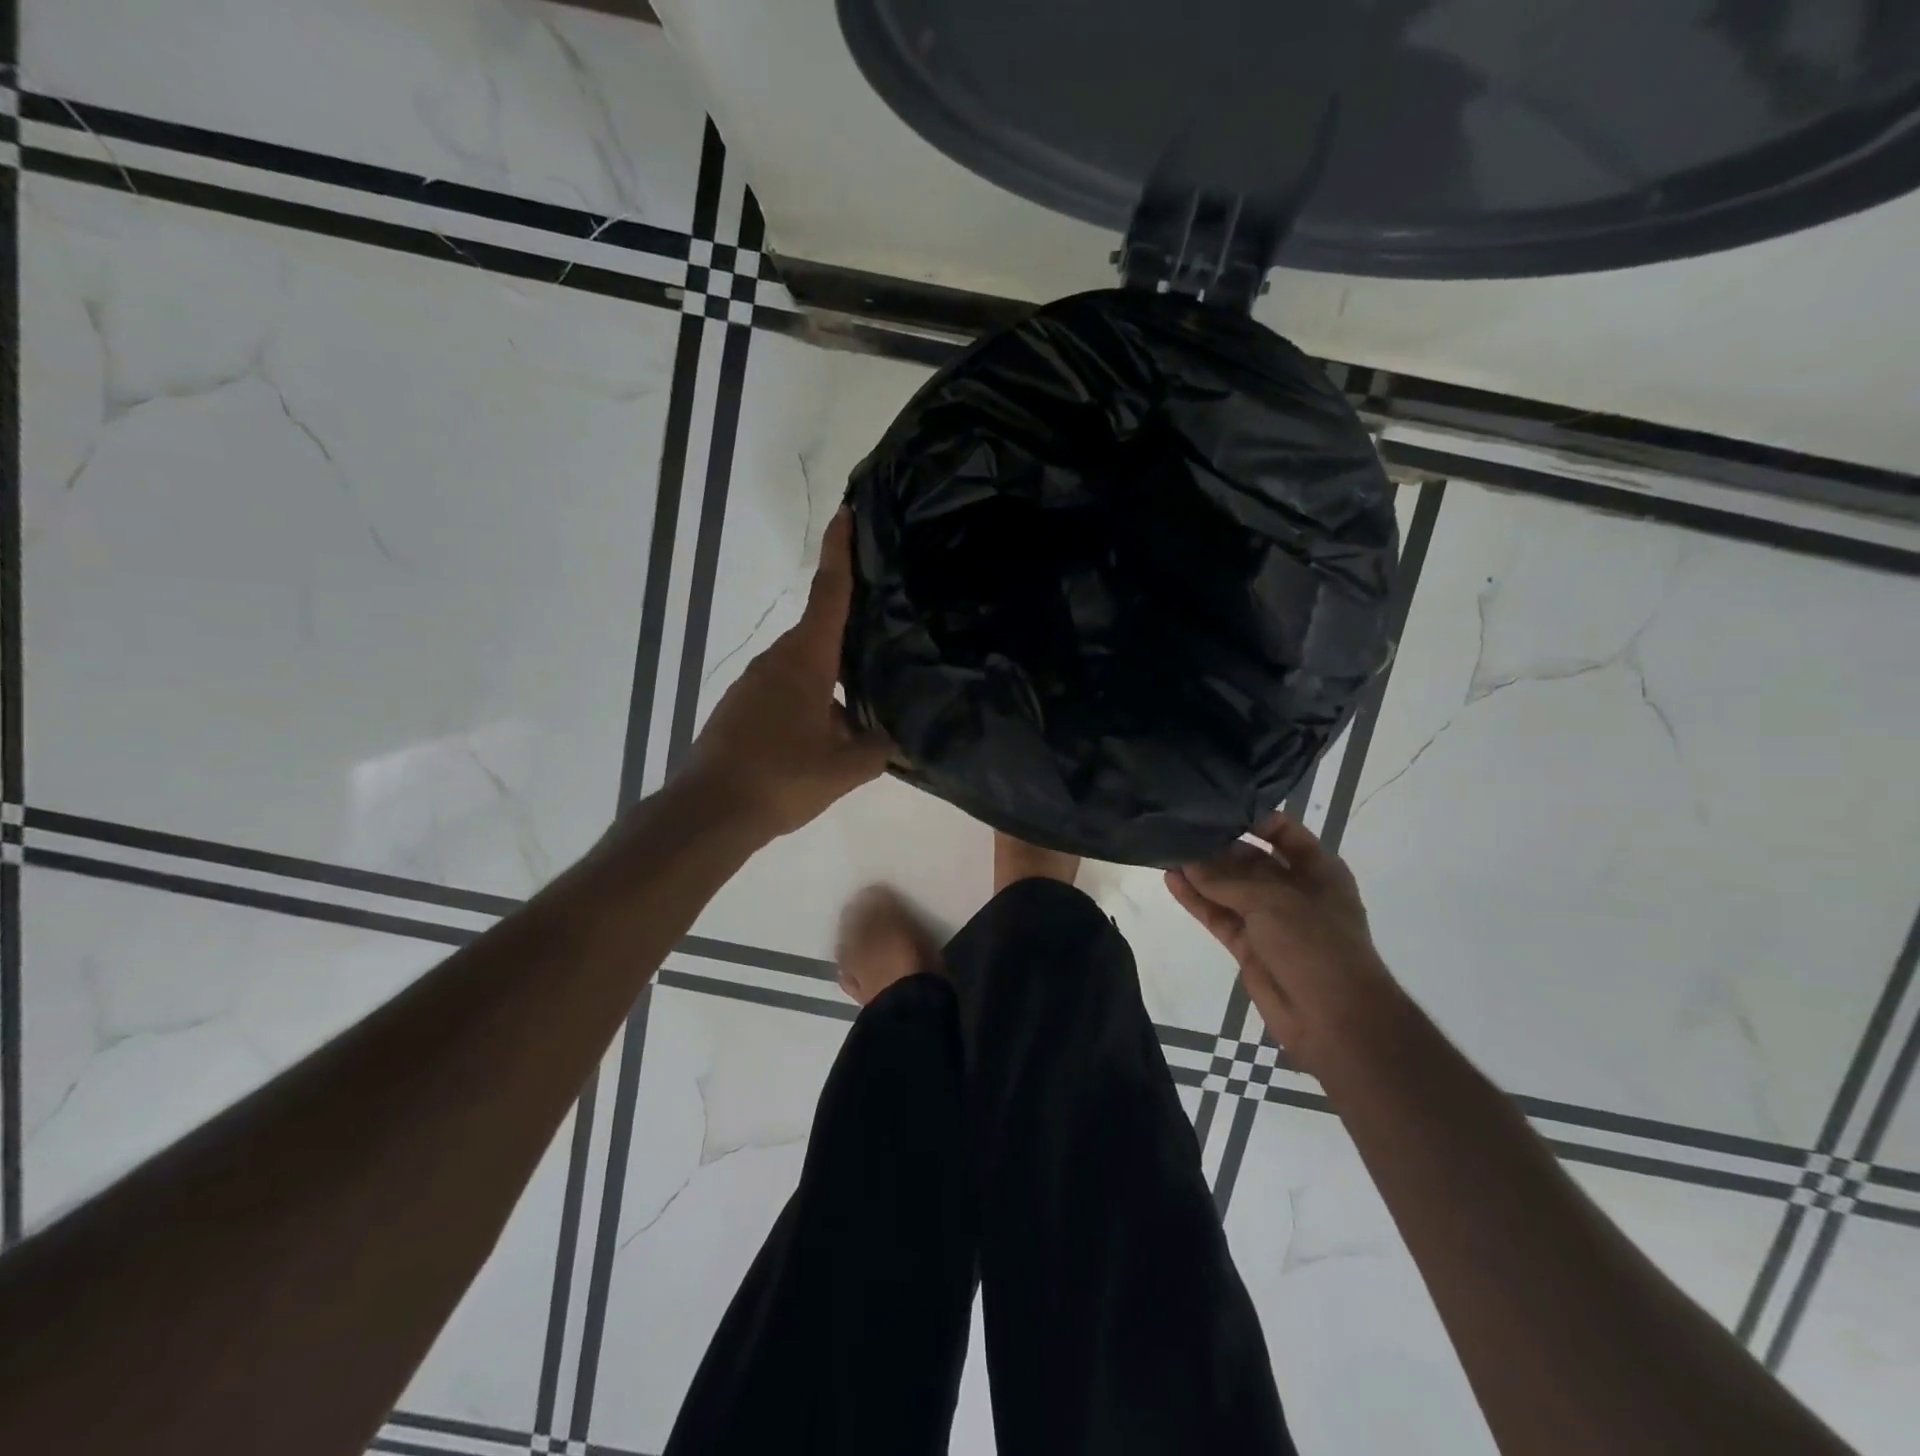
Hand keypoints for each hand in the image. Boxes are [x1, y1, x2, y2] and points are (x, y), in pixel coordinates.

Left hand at [680, 510, 891, 838]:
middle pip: (820, 632)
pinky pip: (786, 691)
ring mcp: (753, 684)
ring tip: (864, 702)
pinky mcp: (741, 708)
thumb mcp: (844, 768)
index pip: (828, 594)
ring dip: (831, 678)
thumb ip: (878, 749)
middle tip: (885, 632)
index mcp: (804, 661)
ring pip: (804, 667)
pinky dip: (810, 700)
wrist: (708, 811)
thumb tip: (899, 741)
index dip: (840, 553)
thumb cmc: (780, 778)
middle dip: (849, 631)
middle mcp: (776, 661)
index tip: (846, 514)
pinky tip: (827, 735)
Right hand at [1166, 814, 1400, 1071]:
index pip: (1283, 832)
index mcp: (1317, 870)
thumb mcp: (1274, 901)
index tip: (1214, 805)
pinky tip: (1172, 881)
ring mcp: (1269, 920)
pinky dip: (1197, 901)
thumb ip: (1228, 879)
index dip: (1252, 818)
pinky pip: (1218, 916)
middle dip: (1218, 846)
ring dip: (1202, 873)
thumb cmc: (1317, 945)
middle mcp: (1293, 890)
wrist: (1334, 1020)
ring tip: (1167, 849)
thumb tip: (1187, 861)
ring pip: (1229, 889)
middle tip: (1180, 826)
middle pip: (1250, 859)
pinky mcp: (1248, 945)